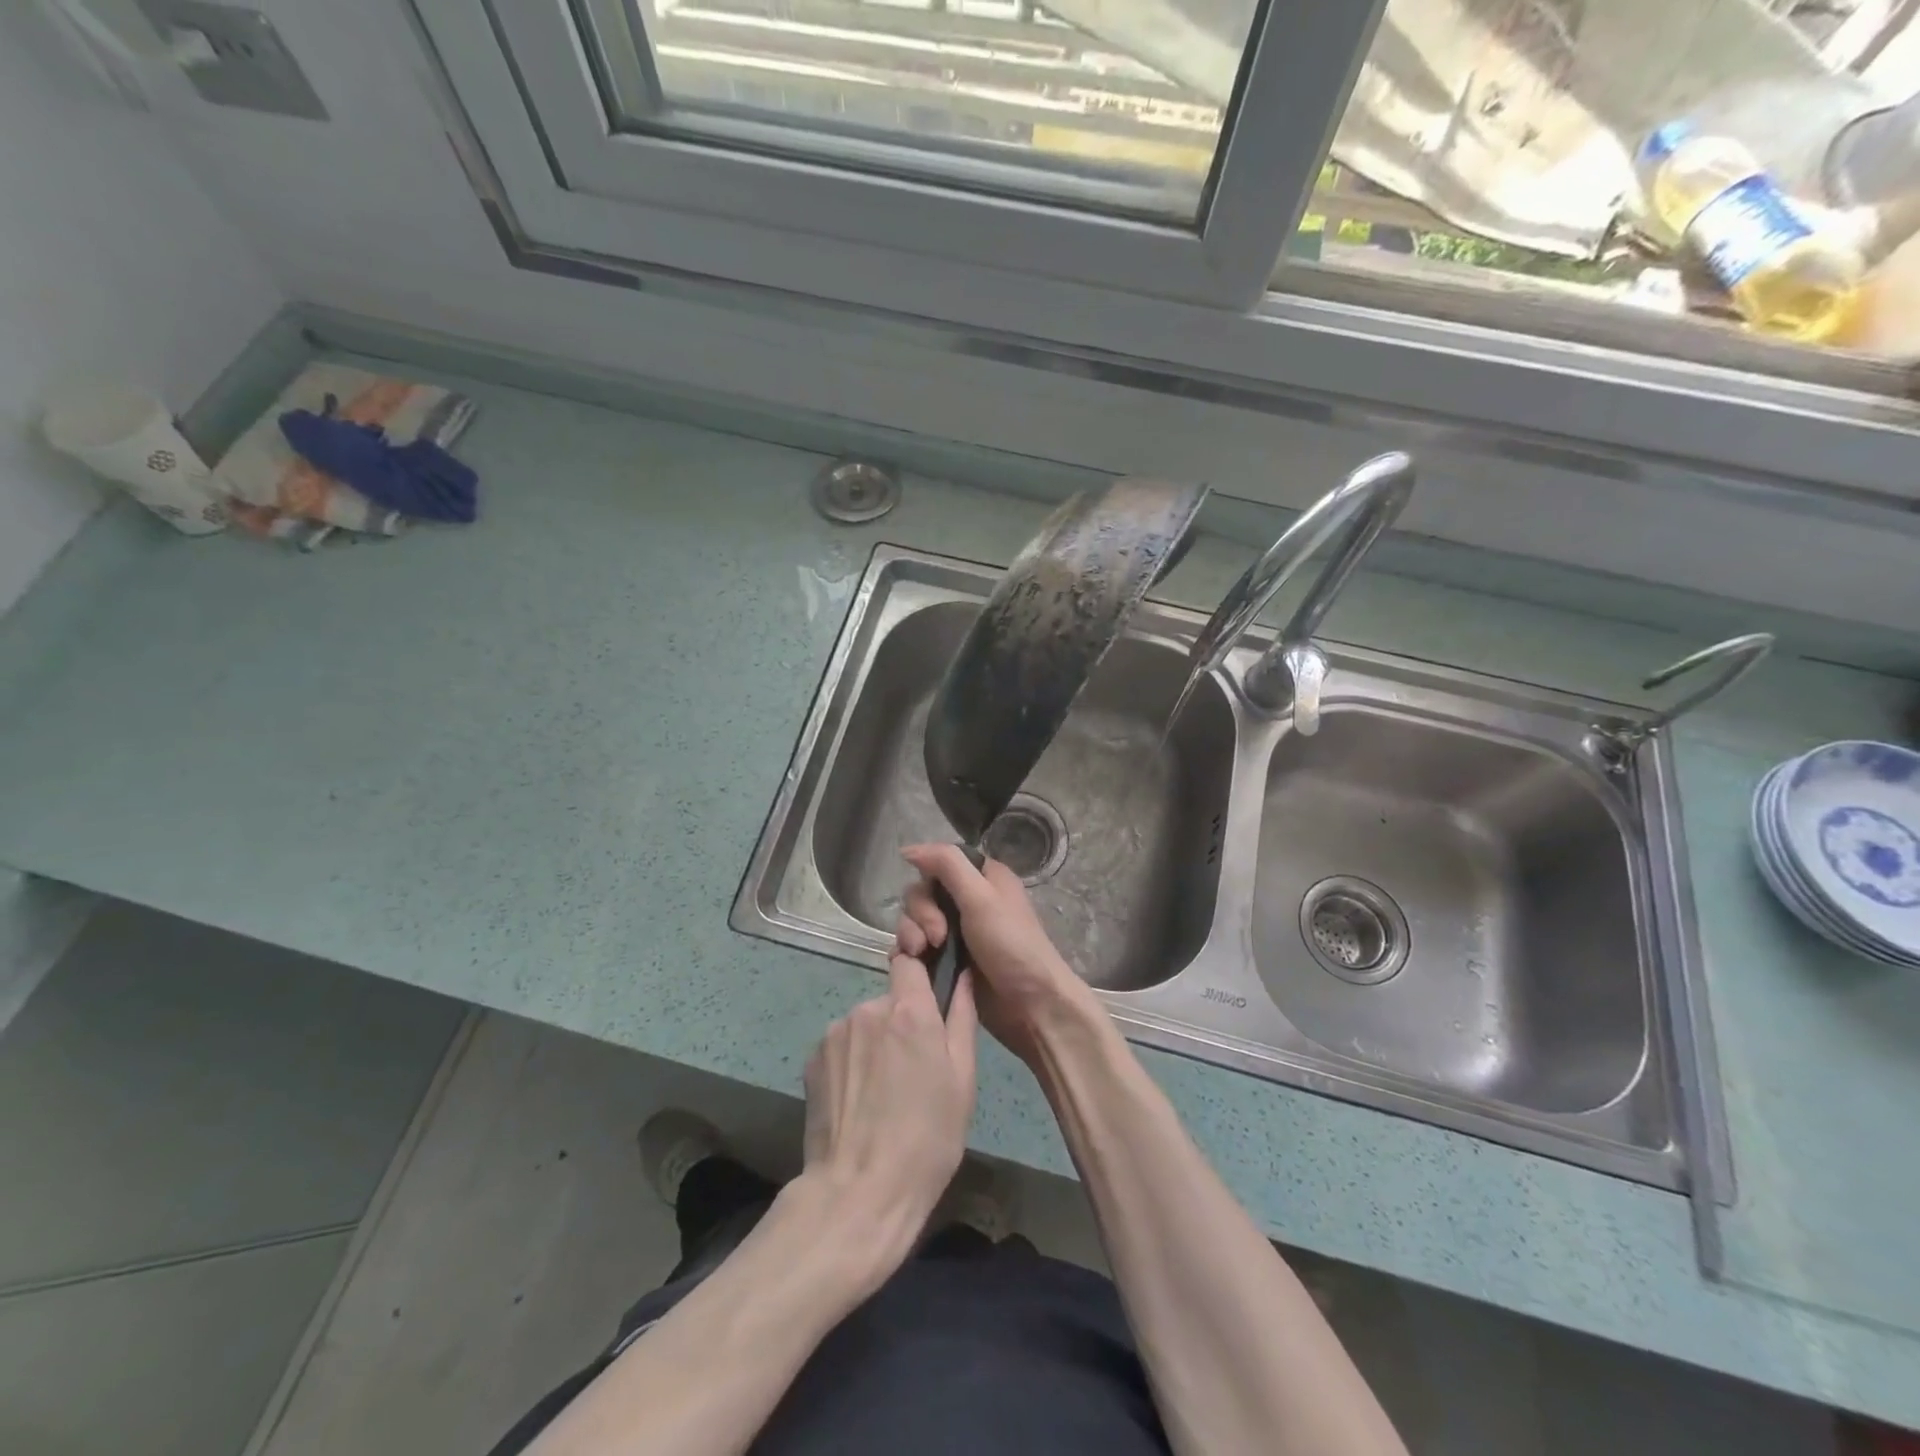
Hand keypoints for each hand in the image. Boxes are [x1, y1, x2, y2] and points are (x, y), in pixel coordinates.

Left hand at [800, 952, 976, 1276]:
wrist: (859, 1193)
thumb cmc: (927, 1139)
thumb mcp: (963, 1081)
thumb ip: (962, 1018)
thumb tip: (962, 975)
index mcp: (909, 1011)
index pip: (911, 962)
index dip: (920, 975)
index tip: (929, 1002)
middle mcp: (868, 1009)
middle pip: (889, 1000)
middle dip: (901, 1023)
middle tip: (913, 1070)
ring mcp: (835, 1033)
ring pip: (864, 1024)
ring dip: (874, 1044)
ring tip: (883, 1093)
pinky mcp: (811, 1059)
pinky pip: (841, 1047)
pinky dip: (851, 1064)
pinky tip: (857, 1102)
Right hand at [897, 844, 1101, 1065]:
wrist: (1030, 1005)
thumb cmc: (1011, 945)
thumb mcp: (981, 897)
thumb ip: (947, 865)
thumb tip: (908, 849)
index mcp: (982, 878)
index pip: (938, 863)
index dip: (928, 879)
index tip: (933, 900)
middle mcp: (968, 900)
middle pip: (922, 893)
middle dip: (921, 914)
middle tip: (937, 938)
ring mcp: (956, 932)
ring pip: (914, 921)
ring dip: (911, 935)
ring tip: (924, 955)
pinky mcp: (947, 960)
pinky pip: (914, 948)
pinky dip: (909, 954)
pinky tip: (912, 965)